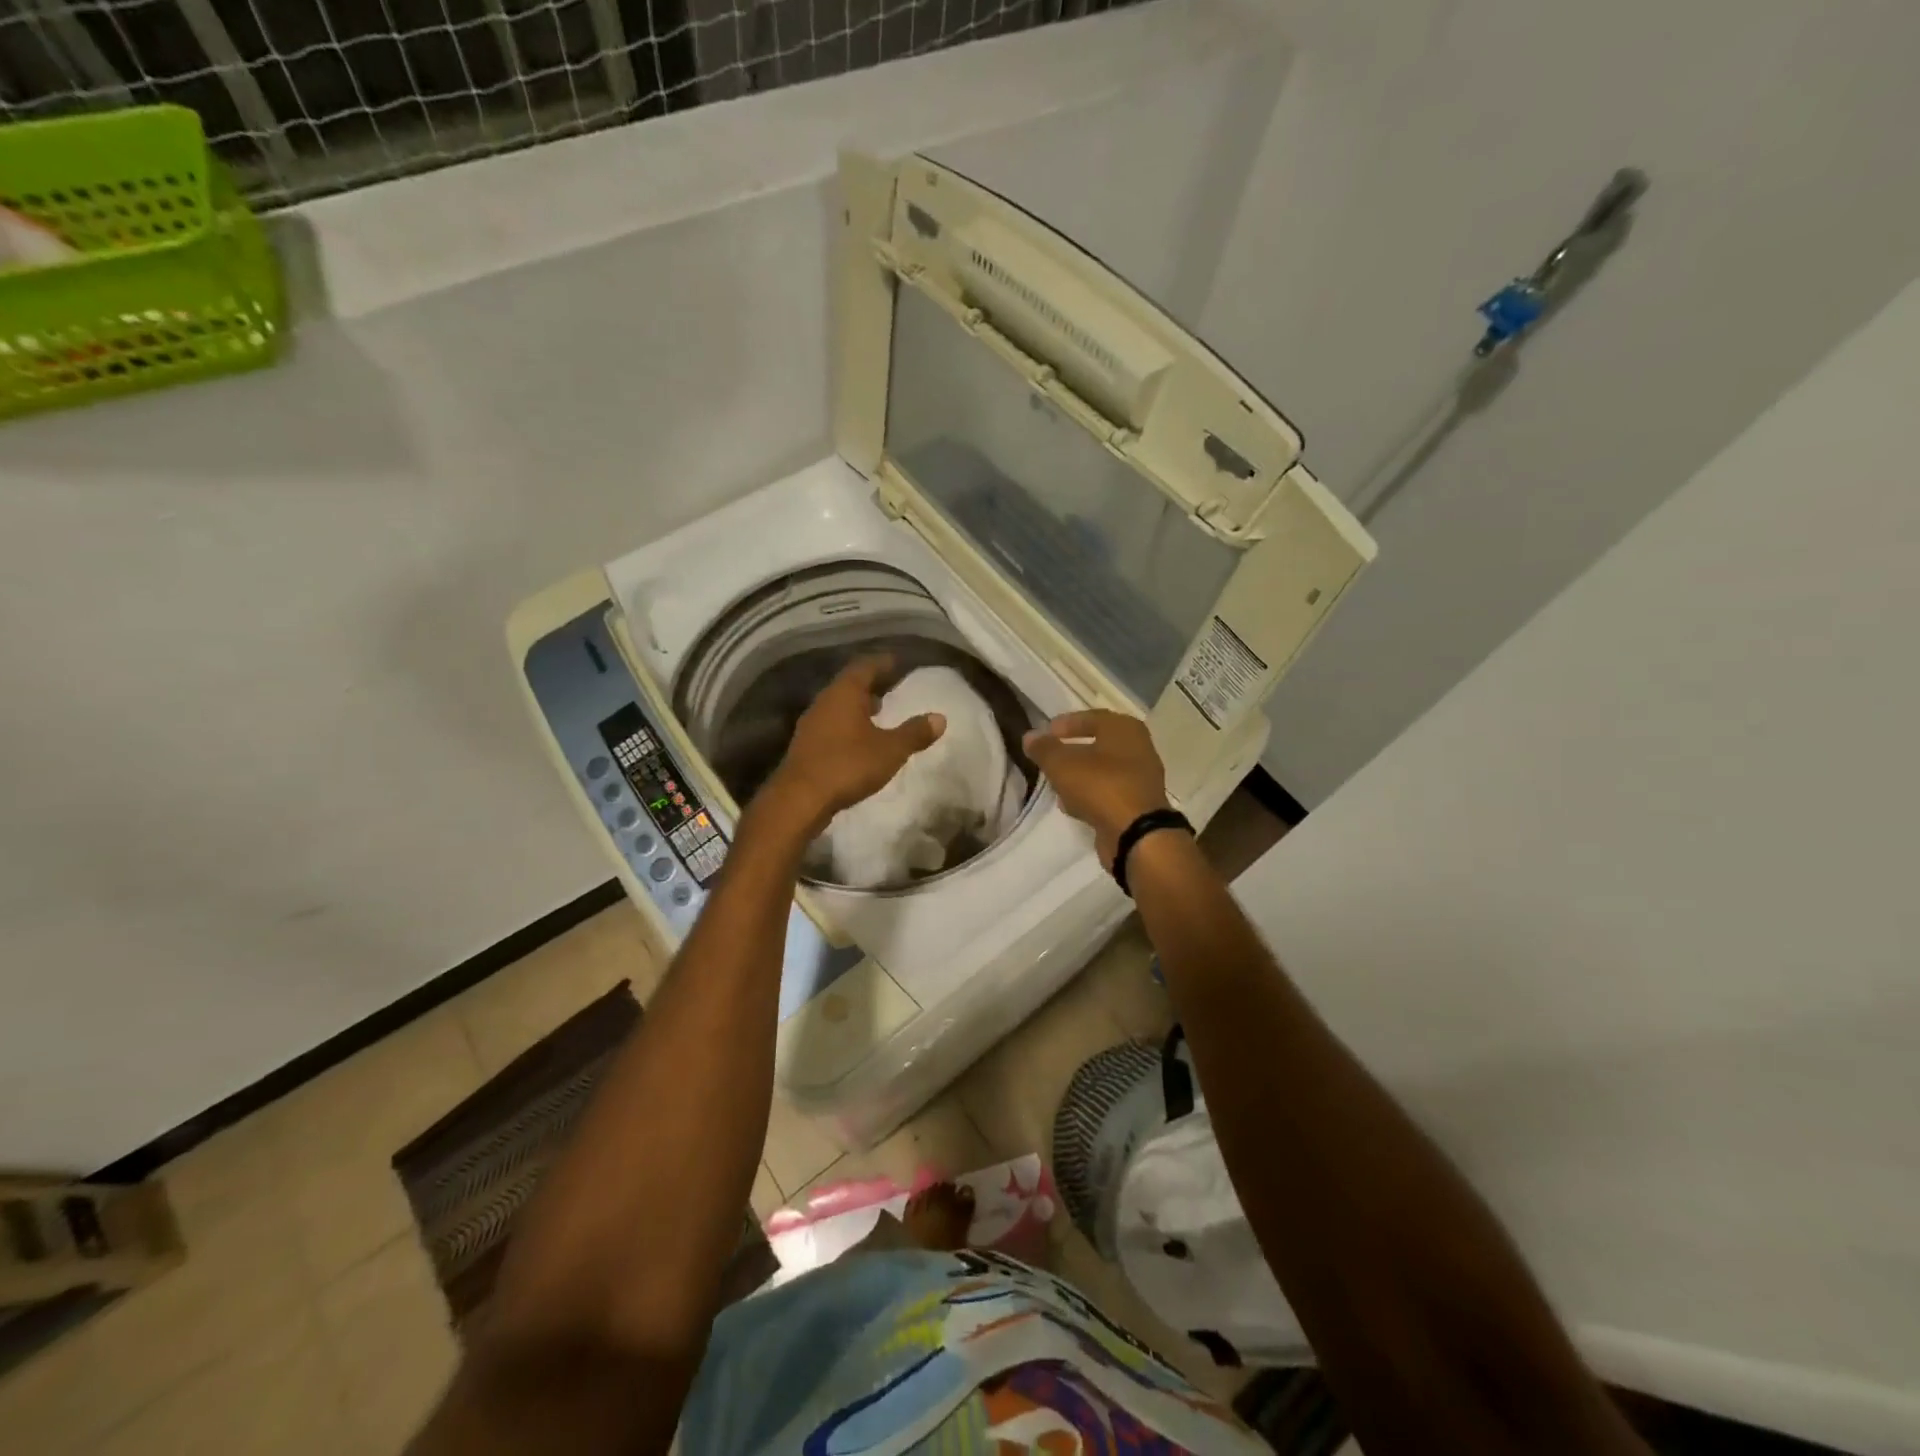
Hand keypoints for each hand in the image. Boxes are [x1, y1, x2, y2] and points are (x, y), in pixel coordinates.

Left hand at [761, 656, 944, 834]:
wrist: (800, 798)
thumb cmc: (848, 765)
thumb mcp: (890, 750)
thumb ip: (914, 733)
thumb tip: (940, 718)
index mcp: (844, 693)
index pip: (866, 666)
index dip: (883, 662)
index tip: (898, 662)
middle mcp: (825, 701)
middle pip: (849, 684)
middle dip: (870, 684)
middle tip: (891, 686)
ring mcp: (811, 723)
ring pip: (838, 705)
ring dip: (858, 705)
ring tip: (878, 711)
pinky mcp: (806, 744)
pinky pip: (831, 724)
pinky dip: (848, 724)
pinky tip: (859, 738)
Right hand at [1023, 710, 1170, 868]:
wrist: (1136, 833)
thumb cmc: (1100, 786)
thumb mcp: (1062, 764)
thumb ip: (1044, 749)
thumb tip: (1030, 736)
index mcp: (1124, 729)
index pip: (1091, 718)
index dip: (1065, 724)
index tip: (1044, 733)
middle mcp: (1138, 748)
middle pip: (1097, 745)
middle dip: (1071, 752)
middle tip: (1048, 758)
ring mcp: (1140, 778)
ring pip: (1102, 771)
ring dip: (1079, 776)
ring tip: (1055, 783)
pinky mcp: (1137, 804)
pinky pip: (1107, 792)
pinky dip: (1089, 795)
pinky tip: (1071, 805)